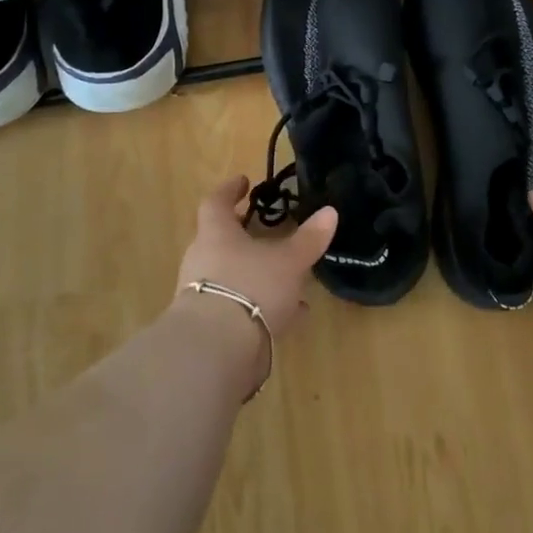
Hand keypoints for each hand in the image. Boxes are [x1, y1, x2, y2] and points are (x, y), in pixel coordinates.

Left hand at [174, 176, 335, 337]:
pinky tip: (292, 314)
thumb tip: (329, 211)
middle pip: (221, 241)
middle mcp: (203, 261)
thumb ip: (309, 238)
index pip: (215, 203)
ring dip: (258, 274)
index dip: (230, 190)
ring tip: (290, 277)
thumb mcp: (289, 261)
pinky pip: (240, 307)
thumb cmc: (251, 287)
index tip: (244, 181)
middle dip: (245, 236)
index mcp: (216, 235)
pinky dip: (264, 305)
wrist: (216, 351)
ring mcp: (204, 296)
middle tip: (268, 231)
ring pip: (233, 276)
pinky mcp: (212, 328)